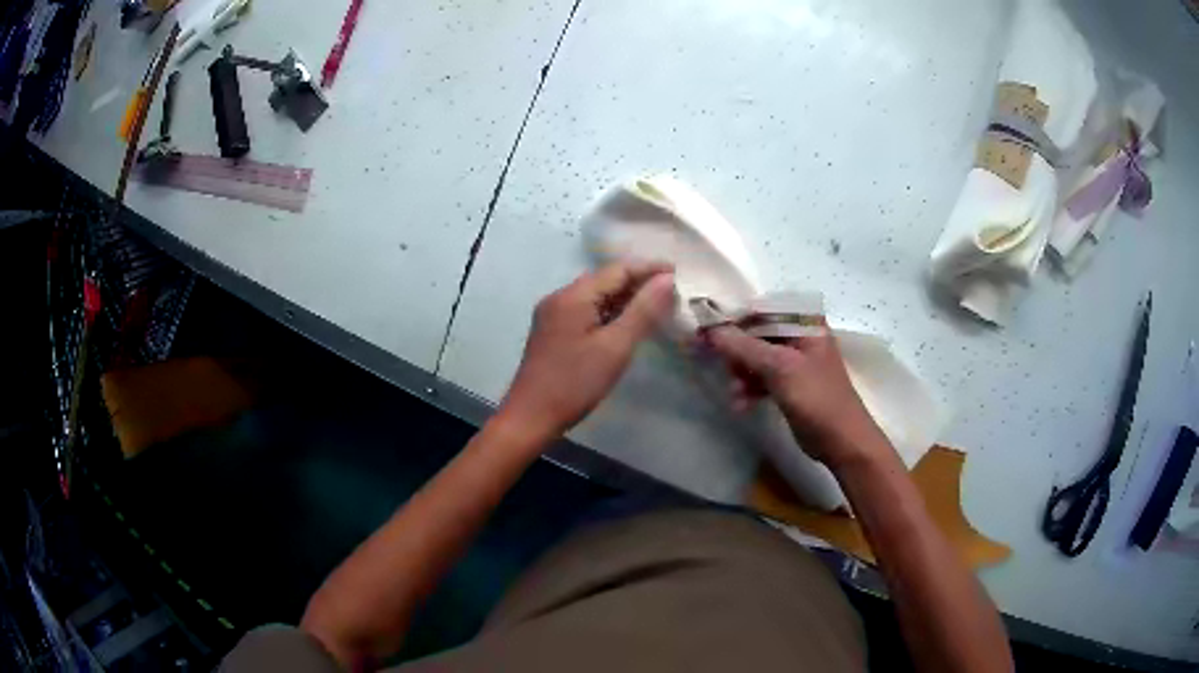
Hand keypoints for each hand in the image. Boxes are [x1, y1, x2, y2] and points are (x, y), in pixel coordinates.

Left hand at [498, 262, 675, 441]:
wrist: (530, 417)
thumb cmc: (575, 383)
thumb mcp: (615, 347)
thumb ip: (643, 311)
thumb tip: (667, 279)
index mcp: (573, 295)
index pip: (618, 269)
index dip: (649, 268)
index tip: (678, 273)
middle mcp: (559, 297)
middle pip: (605, 279)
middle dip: (638, 282)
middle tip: (672, 292)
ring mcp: (552, 314)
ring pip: (595, 296)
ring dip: (624, 298)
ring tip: (656, 306)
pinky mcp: (552, 331)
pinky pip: (585, 310)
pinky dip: (608, 312)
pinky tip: (626, 324)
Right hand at [705, 323, 891, 469]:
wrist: (842, 440)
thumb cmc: (817, 397)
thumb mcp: (779, 368)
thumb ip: (743, 346)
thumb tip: (709, 330)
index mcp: (804, 321)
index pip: (760, 308)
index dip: (731, 319)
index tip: (704, 332)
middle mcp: (799, 334)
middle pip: (755, 332)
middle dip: (735, 351)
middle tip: (713, 363)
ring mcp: (795, 358)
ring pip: (756, 355)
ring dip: (741, 373)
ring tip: (734, 394)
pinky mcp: (789, 382)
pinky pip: (761, 375)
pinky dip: (750, 387)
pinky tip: (741, 404)